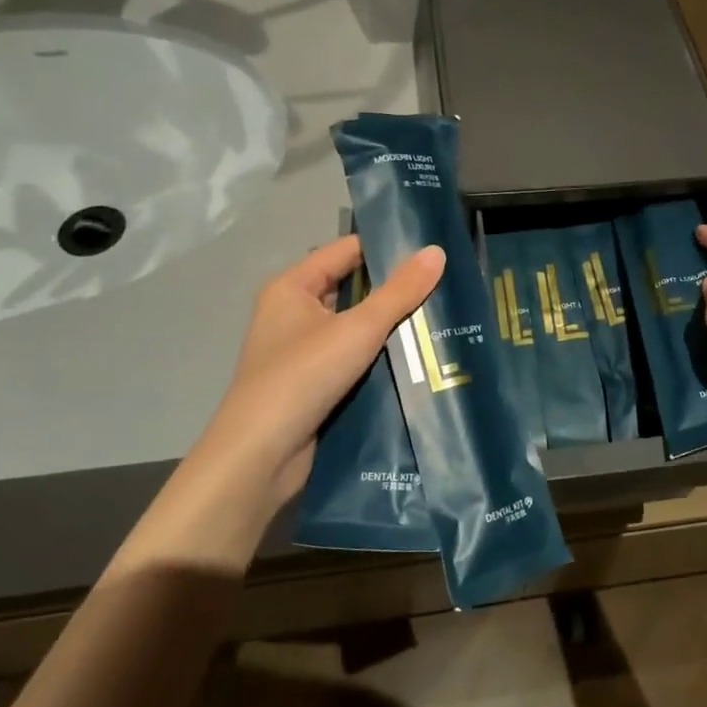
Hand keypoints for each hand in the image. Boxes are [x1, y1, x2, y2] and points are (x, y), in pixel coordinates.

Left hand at [112, 236, 443, 579]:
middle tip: (447, 284)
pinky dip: (381, 357)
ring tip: (444, 318)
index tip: (432, 249)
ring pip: (356, 327)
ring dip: (392, 327)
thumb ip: (400, 292)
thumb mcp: (358, 329)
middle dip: (395, 290)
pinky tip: (420, 359)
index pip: (346, 251)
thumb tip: (437, 251)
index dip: (386, 247)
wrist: (259, 459)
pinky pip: (354, 359)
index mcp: (292, 288)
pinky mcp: (314, 385)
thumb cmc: (302, 377)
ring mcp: (303, 352)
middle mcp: (293, 313)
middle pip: (353, 289)